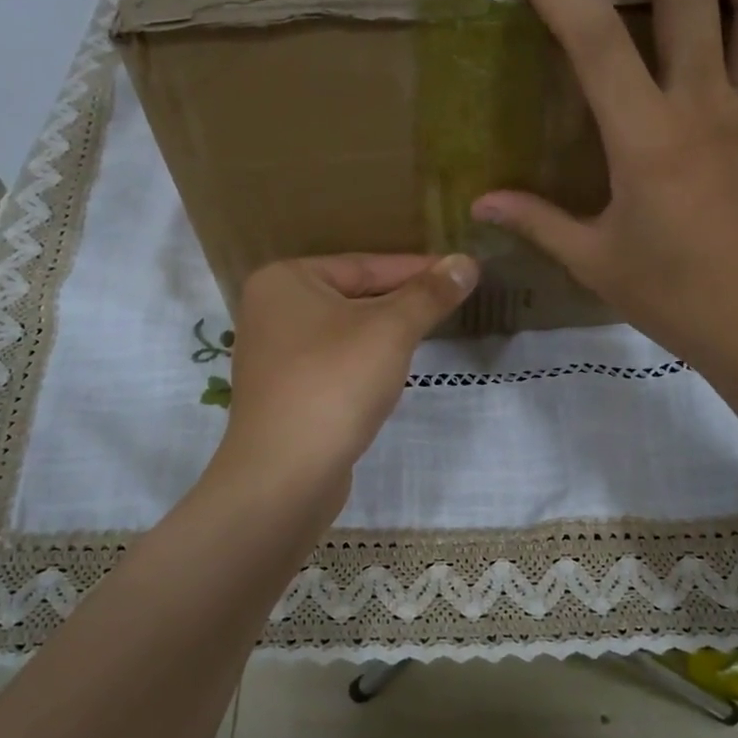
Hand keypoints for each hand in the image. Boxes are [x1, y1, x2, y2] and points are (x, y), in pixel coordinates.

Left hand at [214, 254, 477, 510]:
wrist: (285, 474)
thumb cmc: (335, 384)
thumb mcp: (391, 331)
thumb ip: (429, 295)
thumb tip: (467, 263)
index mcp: (285, 280)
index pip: (364, 264)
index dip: (417, 269)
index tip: (460, 272)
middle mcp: (271, 311)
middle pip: (353, 296)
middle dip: (402, 302)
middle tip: (452, 301)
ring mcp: (274, 355)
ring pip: (345, 332)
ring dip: (385, 334)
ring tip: (429, 332)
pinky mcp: (285, 393)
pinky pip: (334, 363)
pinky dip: (364, 363)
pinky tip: (391, 373)